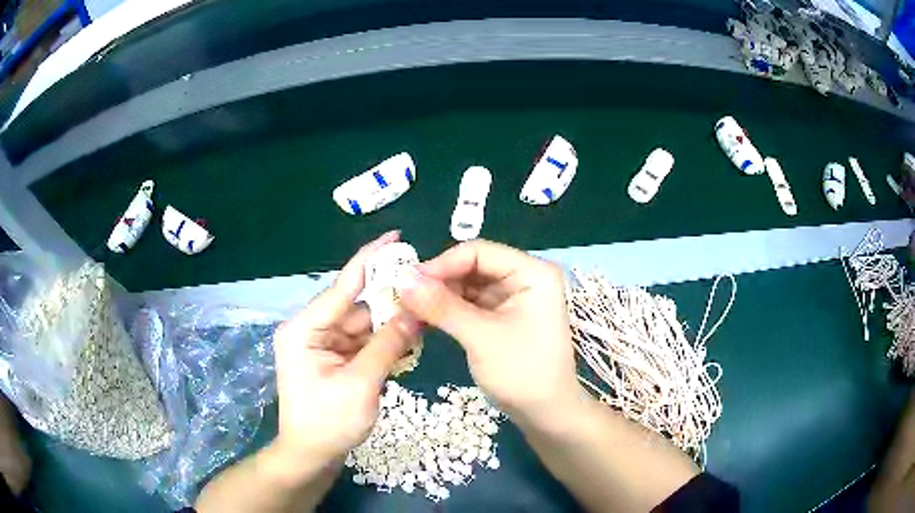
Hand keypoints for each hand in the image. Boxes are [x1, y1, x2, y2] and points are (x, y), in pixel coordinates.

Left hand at [270, 231, 419, 473]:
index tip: (395, 237)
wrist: (311, 456)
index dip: (370, 260)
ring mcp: (322, 346)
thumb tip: (416, 312)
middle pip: (358, 308)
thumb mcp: (361, 384)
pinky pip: (363, 343)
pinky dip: (383, 345)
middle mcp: (312, 330)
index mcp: (305, 329)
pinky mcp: (333, 359)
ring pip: (364, 327)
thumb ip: (388, 345)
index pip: (343, 286)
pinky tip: (406, 348)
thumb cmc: (327, 422)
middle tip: (426, 297)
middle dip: (391, 305)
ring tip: (422, 328)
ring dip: (390, 329)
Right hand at [399, 239, 580, 423]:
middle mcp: (524, 278)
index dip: (441, 264)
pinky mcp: (502, 316)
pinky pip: (470, 304)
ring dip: (438, 297)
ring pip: (467, 286)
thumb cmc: (523, 373)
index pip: (479, 252)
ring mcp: (513, 298)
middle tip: (402, 298)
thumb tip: (401, 280)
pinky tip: (423, 319)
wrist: (545, 413)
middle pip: (472, 267)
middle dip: (437, 282)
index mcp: (532, 272)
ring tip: (407, 310)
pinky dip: (447, 310)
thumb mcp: (481, 337)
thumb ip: (442, 306)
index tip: (406, 283)